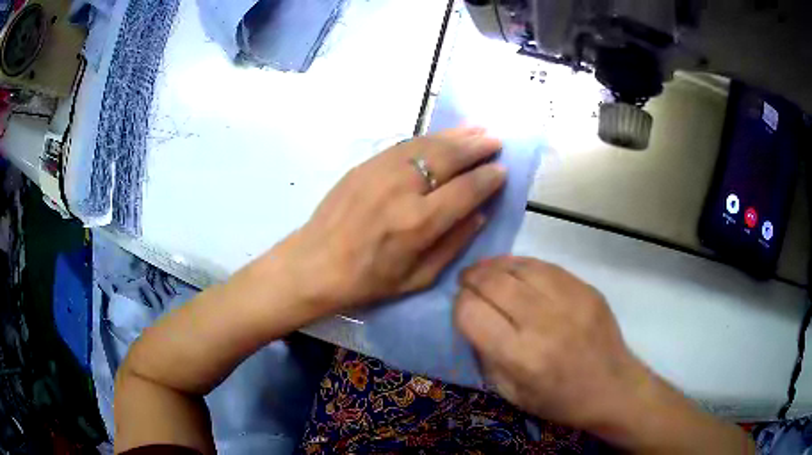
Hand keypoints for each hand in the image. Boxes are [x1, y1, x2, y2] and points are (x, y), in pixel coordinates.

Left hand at [275, 127, 505, 311]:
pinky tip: (442, 136)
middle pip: (448, 158)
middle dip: (476, 147)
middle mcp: (403, 189)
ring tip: (476, 129)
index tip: (502, 171)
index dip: (488, 178)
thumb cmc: (369, 280)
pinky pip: (404, 144)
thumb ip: (454, 243)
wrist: (315, 264)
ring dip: (456, 135)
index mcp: (419, 223)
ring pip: (427, 144)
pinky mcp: (365, 165)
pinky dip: (428, 138)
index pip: (466, 190)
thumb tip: (480, 213)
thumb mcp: (419, 277)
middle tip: (495, 140)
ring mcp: (380, 171)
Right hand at [455, 256, 643, 429]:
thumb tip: (472, 318)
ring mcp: (569, 301)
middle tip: (466, 282)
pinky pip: (545, 265)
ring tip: (485, 272)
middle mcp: (544, 323)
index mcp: (522, 357)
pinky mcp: (586, 288)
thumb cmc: (559, 400)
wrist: (613, 387)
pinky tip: (514, 270)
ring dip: (494, 266)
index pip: (472, 314)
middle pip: (493, 283)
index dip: (459, 306)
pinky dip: (522, 265)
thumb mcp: (511, 393)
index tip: (461, 309)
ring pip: (519, 267)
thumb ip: (486, 356)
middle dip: (471, 279)